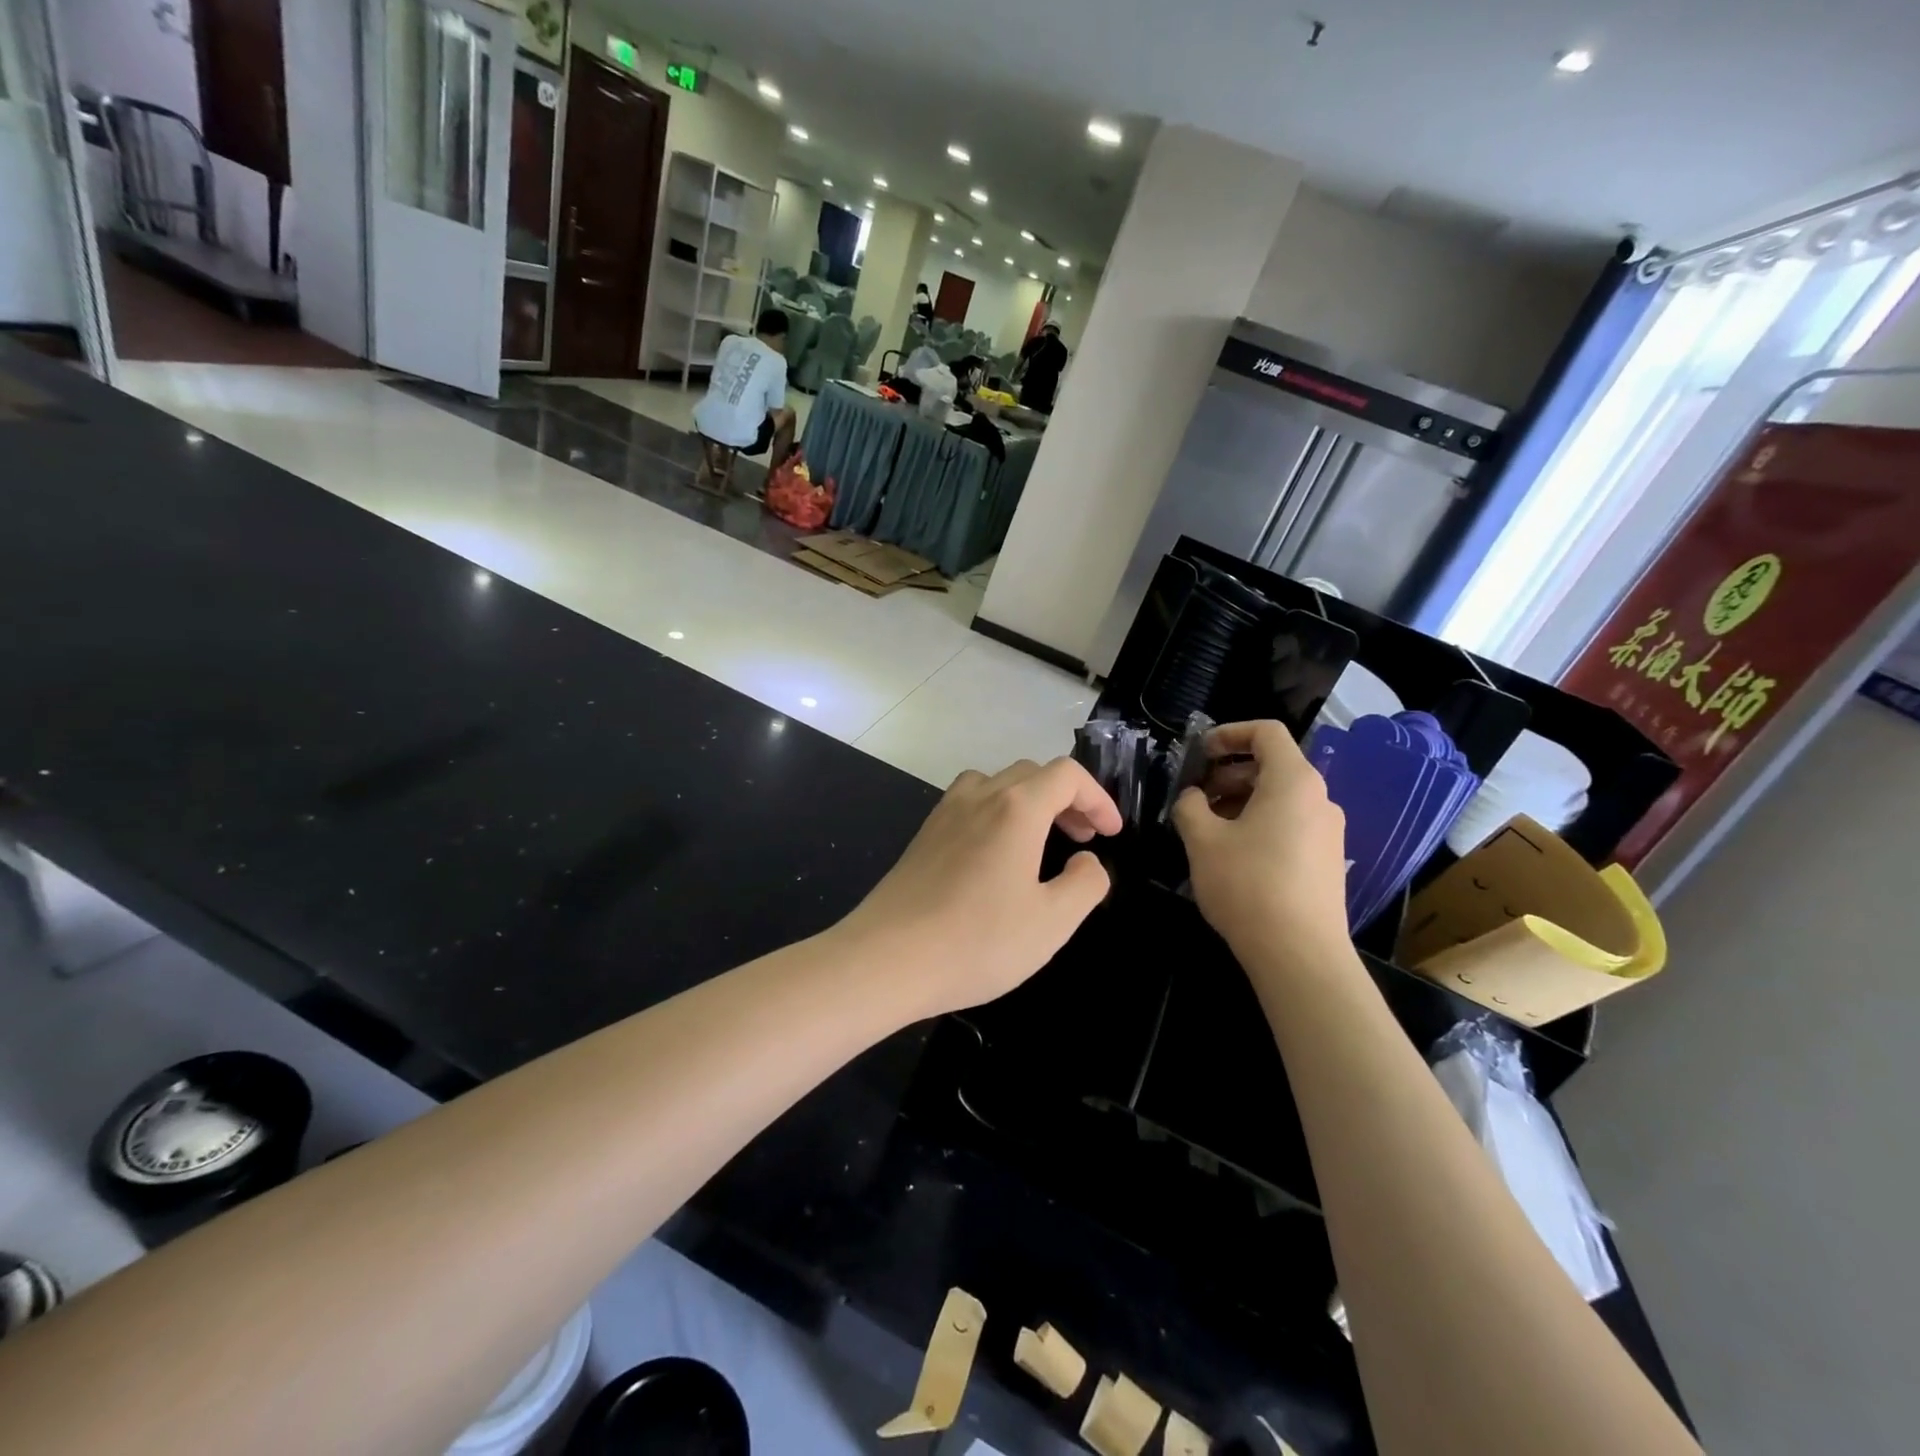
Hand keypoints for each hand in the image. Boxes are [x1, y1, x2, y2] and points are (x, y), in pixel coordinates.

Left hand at [840, 758, 1120, 1017]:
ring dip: (1028, 800)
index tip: (1111, 833)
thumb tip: (1087, 861)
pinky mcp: (923, 835)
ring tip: (1040, 840)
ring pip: (996, 783)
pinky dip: (996, 812)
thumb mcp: (1052, 922)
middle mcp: (978, 796)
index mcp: (1016, 808)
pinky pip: (969, 803)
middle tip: (1082, 838)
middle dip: (1066, 798)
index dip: (1097, 798)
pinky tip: (995, 856)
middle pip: (1031, 773)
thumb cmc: (978, 941)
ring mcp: (945, 813)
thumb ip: (1085, 884)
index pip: (1067, 775)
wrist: (886, 959)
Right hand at [1172, 720, 1352, 975]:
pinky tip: (1234, 854)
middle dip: (1229, 772)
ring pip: (1280, 798)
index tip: (1200, 752)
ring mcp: (1329, 832)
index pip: (1267, 732)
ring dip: (1241, 801)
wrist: (1299, 954)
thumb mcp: (1202, 840)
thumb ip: (1190, 805)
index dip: (1229, 733)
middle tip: (1196, 796)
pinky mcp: (1328, 861)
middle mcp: (1320, 799)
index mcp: (1294, 781)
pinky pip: (1291, 824)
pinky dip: (1260, 823)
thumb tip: (1193, 797)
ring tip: (1208, 828)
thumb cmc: (1248, 884)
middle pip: (1273, 765)